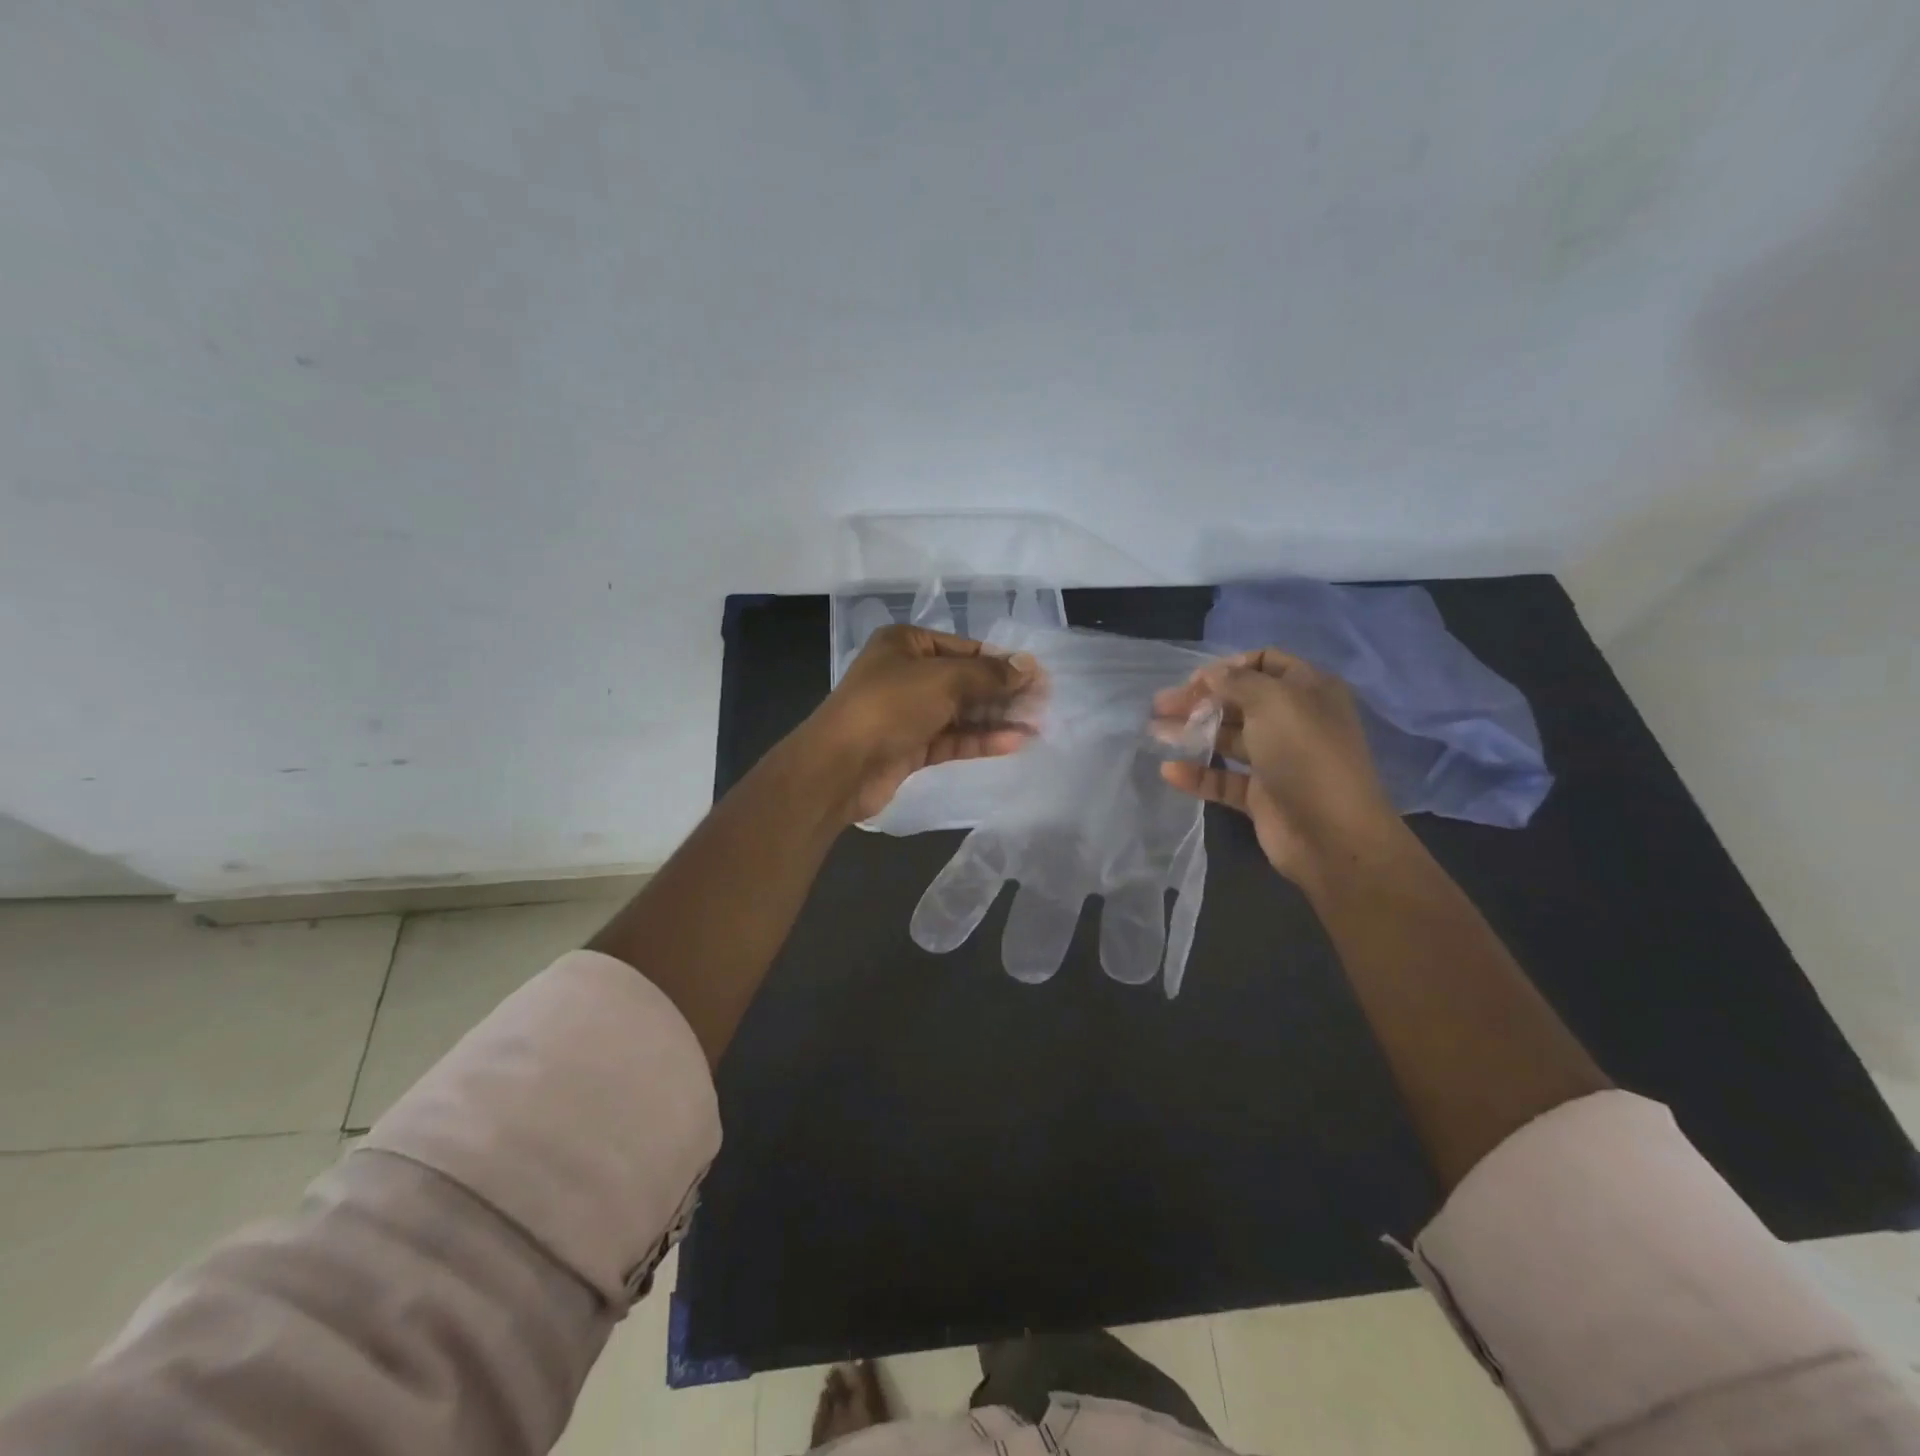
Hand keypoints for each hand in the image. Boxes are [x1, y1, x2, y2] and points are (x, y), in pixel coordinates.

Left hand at [805, 624, 1040, 822]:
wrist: (839, 766)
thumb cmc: (890, 706)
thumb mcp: (943, 680)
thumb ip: (989, 675)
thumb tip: (1028, 666)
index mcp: (906, 644)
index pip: (965, 648)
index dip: (1002, 661)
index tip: (1038, 676)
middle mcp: (906, 674)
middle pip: (965, 680)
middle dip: (1003, 692)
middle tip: (1043, 703)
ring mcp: (908, 713)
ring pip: (960, 712)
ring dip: (996, 718)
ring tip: (1037, 725)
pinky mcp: (911, 747)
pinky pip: (952, 739)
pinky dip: (980, 740)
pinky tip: (1013, 742)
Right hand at [1153, 648, 1400, 883]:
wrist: (1332, 835)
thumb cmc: (1306, 755)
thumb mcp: (1274, 702)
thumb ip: (1237, 681)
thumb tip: (1211, 674)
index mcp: (1308, 691)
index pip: (1265, 663)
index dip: (1229, 667)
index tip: (1195, 680)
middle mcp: (1294, 721)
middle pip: (1239, 701)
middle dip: (1200, 700)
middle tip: (1160, 705)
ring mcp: (1277, 760)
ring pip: (1227, 739)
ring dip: (1192, 732)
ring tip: (1155, 731)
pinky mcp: (1261, 795)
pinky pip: (1223, 779)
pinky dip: (1197, 774)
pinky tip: (1170, 771)